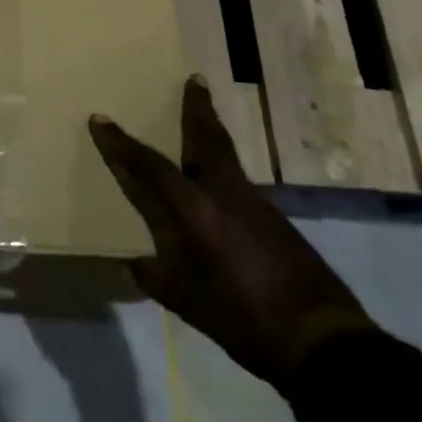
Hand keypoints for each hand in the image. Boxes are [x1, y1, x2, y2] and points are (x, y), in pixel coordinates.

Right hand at [89, 77, 372, 393]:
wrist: (322, 341)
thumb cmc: (243, 318)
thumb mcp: (188, 303)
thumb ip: (156, 277)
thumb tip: (134, 264)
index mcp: (196, 209)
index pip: (150, 167)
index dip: (121, 144)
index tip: (99, 119)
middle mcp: (225, 194)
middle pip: (207, 139)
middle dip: (197, 108)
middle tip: (195, 80)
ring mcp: (256, 204)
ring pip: (227, 156)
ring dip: (212, 134)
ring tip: (203, 119)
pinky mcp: (276, 221)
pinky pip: (240, 180)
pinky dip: (224, 167)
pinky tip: (220, 182)